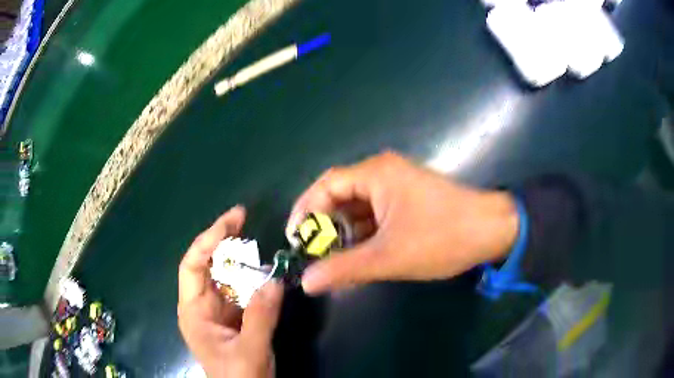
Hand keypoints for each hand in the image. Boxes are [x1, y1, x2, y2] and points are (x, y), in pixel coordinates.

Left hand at [178, 206, 283, 377]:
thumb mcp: (250, 352)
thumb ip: (260, 317)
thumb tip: (274, 280)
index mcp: (194, 312)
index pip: (192, 266)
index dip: (208, 240)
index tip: (233, 220)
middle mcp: (202, 307)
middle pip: (207, 266)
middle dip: (223, 241)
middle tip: (244, 218)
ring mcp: (219, 312)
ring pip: (226, 277)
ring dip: (241, 261)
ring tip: (258, 245)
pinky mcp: (235, 318)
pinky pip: (242, 292)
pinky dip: (254, 281)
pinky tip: (266, 274)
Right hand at [287, 151, 518, 294]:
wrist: (492, 230)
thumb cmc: (442, 237)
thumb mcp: (389, 257)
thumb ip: (344, 269)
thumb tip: (307, 282)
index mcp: (376, 174)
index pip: (325, 185)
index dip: (305, 211)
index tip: (295, 240)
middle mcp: (383, 172)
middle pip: (340, 195)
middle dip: (324, 226)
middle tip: (313, 254)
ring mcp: (397, 186)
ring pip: (358, 208)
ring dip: (344, 233)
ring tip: (333, 261)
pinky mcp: (407, 200)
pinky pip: (375, 215)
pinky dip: (363, 234)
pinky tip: (358, 256)